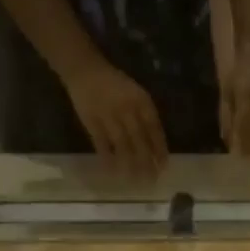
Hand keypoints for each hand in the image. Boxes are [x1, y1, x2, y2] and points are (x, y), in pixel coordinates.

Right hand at [61, 60, 168, 176]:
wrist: (86, 70)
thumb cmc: (115, 84)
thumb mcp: (136, 93)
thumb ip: (146, 115)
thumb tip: (156, 144)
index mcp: (141, 101)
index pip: (154, 129)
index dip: (159, 149)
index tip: (164, 166)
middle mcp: (127, 109)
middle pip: (140, 140)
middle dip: (147, 161)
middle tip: (152, 180)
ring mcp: (109, 116)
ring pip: (122, 145)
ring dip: (130, 164)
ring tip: (135, 180)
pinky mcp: (92, 122)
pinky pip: (101, 144)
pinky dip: (108, 158)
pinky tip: (113, 171)